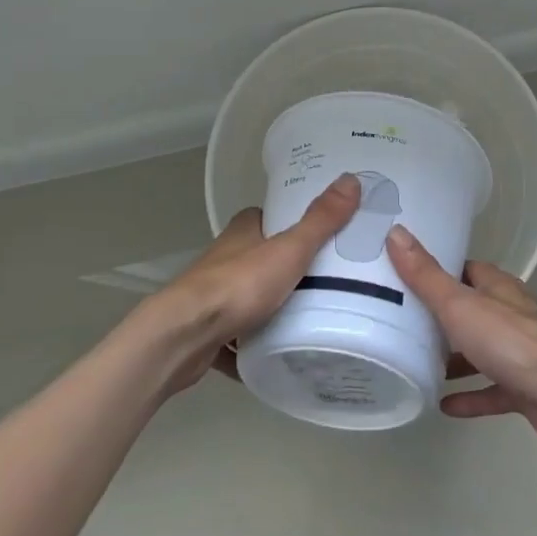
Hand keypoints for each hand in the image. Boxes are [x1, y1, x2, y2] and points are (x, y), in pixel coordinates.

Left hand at [141, 173, 361, 393]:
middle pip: (260, 258)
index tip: (321, 233)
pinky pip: (235, 337)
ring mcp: (212, 296)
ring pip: (246, 297)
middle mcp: (224, 258)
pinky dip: (250, 345)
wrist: (185, 336)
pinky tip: (273, 357)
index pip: (269, 218)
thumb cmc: (239, 285)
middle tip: (326, 280)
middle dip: (286, 269)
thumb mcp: (290, 250)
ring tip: (307, 320)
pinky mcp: (206, 331)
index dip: (292, 222)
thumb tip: (351, 178)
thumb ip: (321, 221)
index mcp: (242, 232)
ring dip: (267, 308)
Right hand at [385, 225, 536, 460]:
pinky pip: (492, 389)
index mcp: (499, 288)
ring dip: (456, 359)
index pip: (466, 270)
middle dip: (442, 317)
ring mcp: (522, 353)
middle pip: (473, 310)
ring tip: (419, 364)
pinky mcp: (527, 389)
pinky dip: (471, 395)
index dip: (439, 271)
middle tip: (404, 324)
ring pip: (482, 350)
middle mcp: (512, 315)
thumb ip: (426, 275)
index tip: (406, 276)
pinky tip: (444, 405)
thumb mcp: (459, 304)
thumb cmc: (512, 342)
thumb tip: (395, 232)